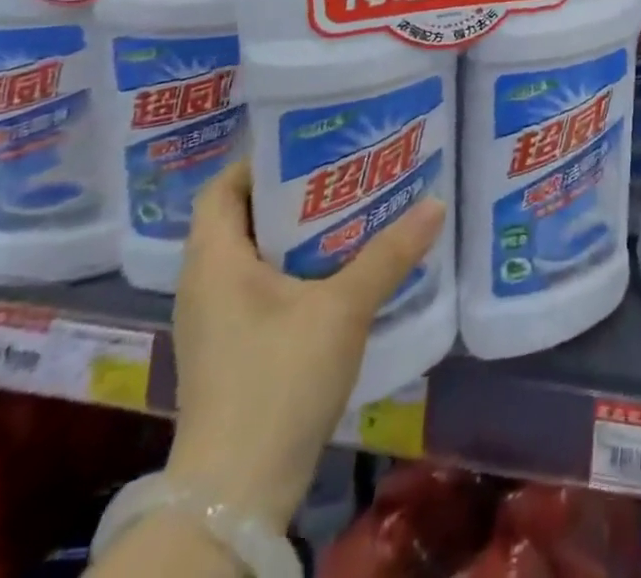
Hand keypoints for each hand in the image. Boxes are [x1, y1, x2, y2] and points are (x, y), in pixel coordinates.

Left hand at [165, 160, 445, 530]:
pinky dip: (295, 267)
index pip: (224, 186)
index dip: (263, 159)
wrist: (235, 494)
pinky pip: (260, 285)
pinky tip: (340, 268)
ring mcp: (216, 321)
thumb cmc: (277, 381)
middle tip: (348, 171)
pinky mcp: (231, 349)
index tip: (316, 145)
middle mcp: (205, 283)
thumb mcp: (343, 308)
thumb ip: (389, 253)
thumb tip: (435, 203)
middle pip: (244, 215)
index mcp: (214, 260)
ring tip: (353, 211)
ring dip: (298, 231)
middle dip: (294, 191)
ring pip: (255, 253)